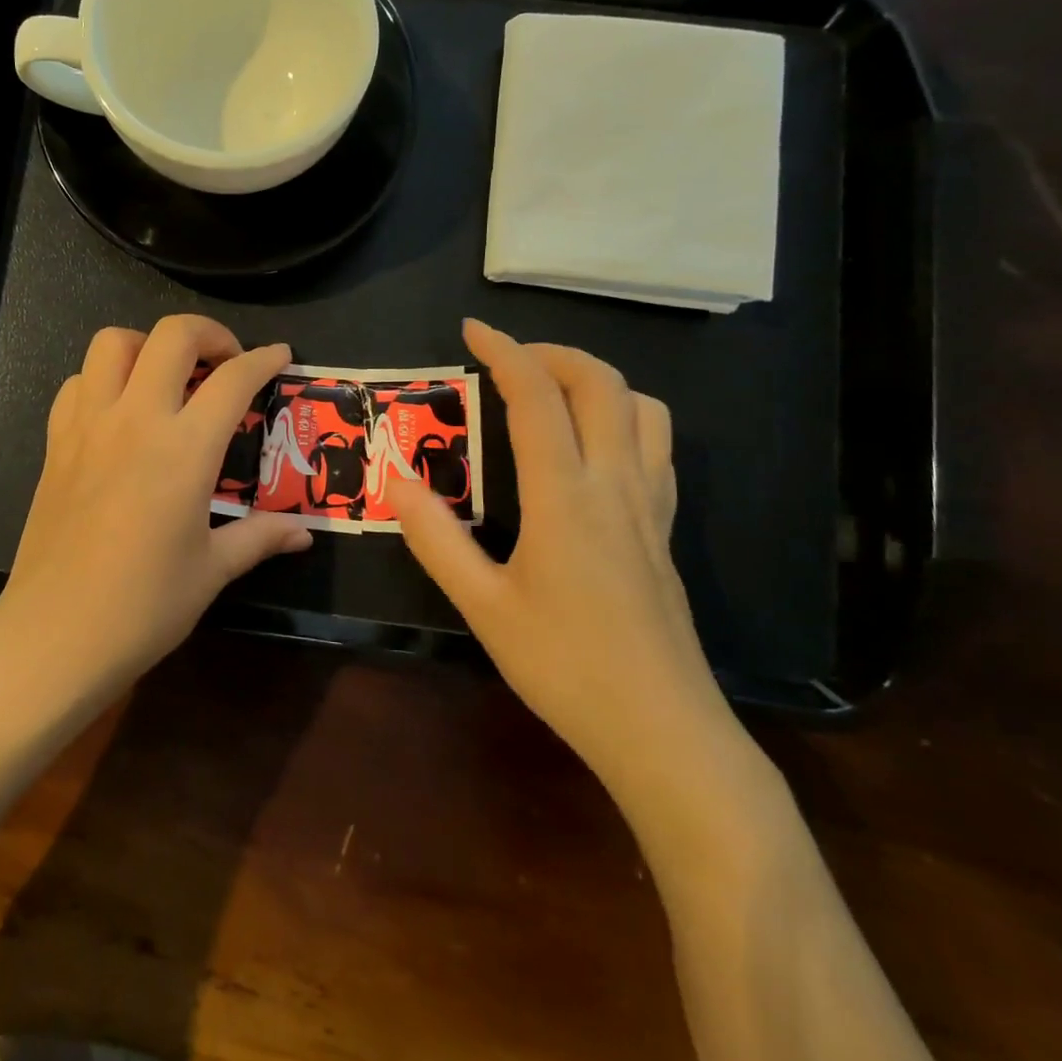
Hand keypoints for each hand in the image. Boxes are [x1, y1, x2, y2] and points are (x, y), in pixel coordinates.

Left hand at [0, 315, 312, 694]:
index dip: (264, 359)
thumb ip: (260, 538)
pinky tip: (119, 413)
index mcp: (183, 450)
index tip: (280, 356)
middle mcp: (135, 420)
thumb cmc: (143, 607)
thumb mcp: (211, 571)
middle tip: (225, 362)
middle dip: (208, 333)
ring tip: (167, 378)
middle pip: (171, 336)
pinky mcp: (56, 443)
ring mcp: (88, 426)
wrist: (54, 636)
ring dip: (148, 346)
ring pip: (113, 342)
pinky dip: (103, 379)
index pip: (232, 380)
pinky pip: (77, 383)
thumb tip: (304, 534)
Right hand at [389, 320, 731, 783]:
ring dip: (596, 379)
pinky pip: (657, 445)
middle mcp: (615, 484)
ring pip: (642, 407)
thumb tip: (396, 480)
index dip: (504, 352)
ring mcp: (650, 504)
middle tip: (507, 358)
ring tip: (552, 389)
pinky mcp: (665, 528)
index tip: (471, 330)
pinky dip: (625, 414)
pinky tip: (593, 443)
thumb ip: (436, 538)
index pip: (537, 397)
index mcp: (565, 496)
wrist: (662, 730)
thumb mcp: (482, 606)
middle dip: (553, 353)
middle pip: (601, 383)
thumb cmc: (564, 666)